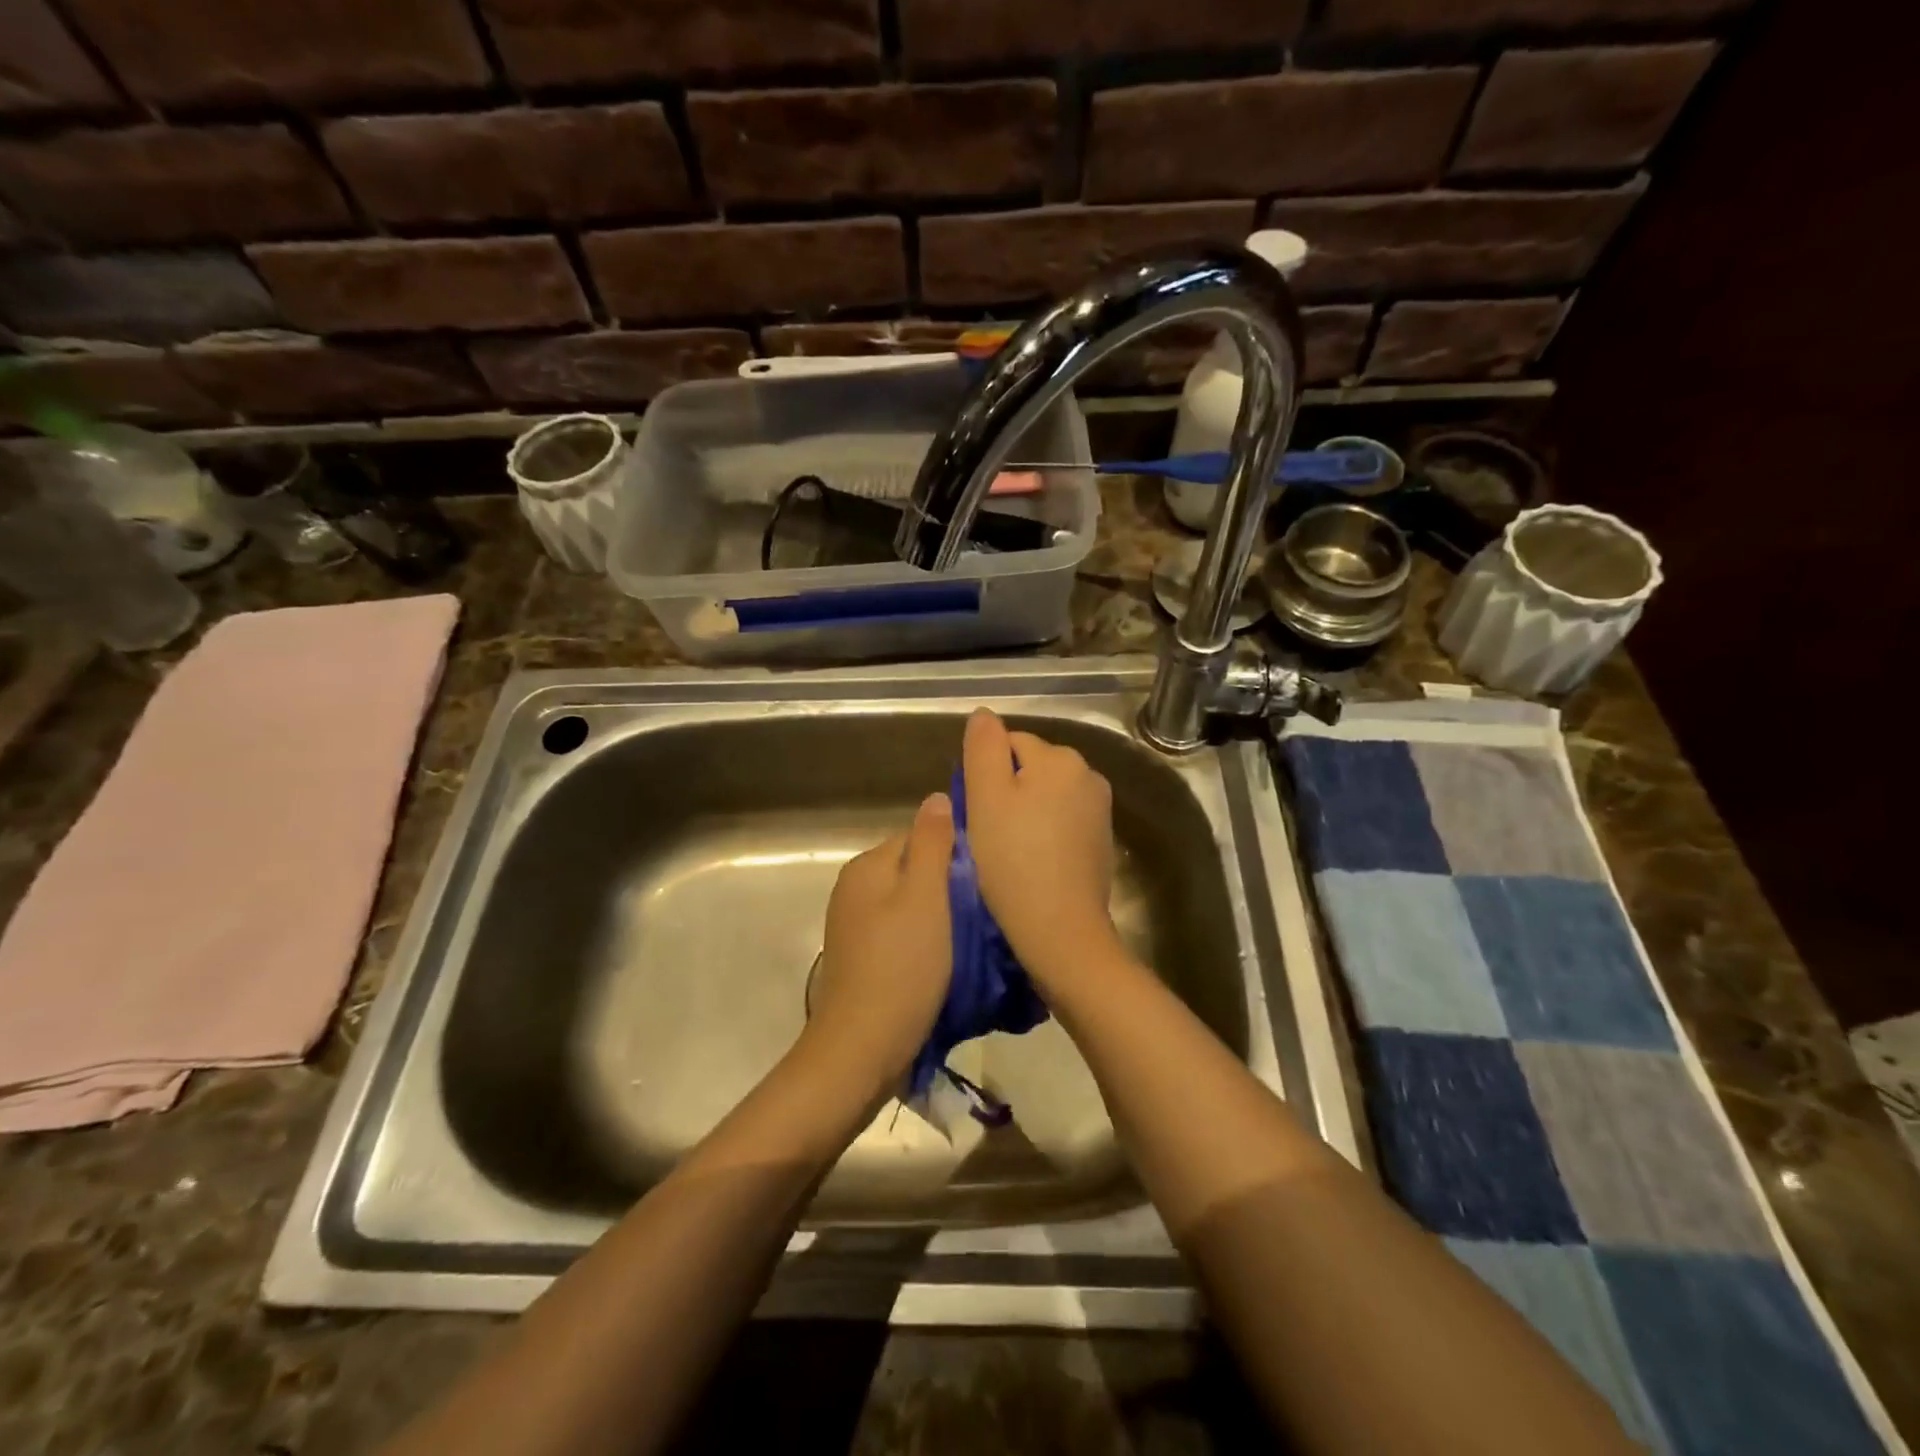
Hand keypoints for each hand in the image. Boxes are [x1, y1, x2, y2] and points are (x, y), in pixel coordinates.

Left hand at [803, 792, 955, 1097]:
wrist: (863, 1048)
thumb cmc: (902, 966)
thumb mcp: (926, 896)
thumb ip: (932, 843)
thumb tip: (938, 797)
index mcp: (868, 866)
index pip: (920, 837)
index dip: (955, 854)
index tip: (984, 882)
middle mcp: (855, 888)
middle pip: (916, 870)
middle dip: (949, 887)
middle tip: (983, 914)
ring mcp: (855, 924)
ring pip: (912, 903)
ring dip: (941, 917)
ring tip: (970, 940)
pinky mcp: (863, 956)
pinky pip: (903, 932)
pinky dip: (925, 940)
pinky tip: (945, 962)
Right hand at [961, 708, 1122, 993]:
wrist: (1061, 929)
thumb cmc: (1013, 860)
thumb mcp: (984, 798)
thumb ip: (983, 748)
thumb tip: (984, 714)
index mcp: (1060, 759)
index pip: (1010, 743)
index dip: (984, 773)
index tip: (974, 810)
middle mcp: (1087, 775)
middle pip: (1031, 769)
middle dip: (1006, 791)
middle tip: (986, 832)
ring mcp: (1099, 810)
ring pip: (1046, 797)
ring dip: (1025, 814)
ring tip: (1005, 850)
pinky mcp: (1101, 842)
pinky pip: (1062, 823)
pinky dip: (1044, 834)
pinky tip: (1030, 863)